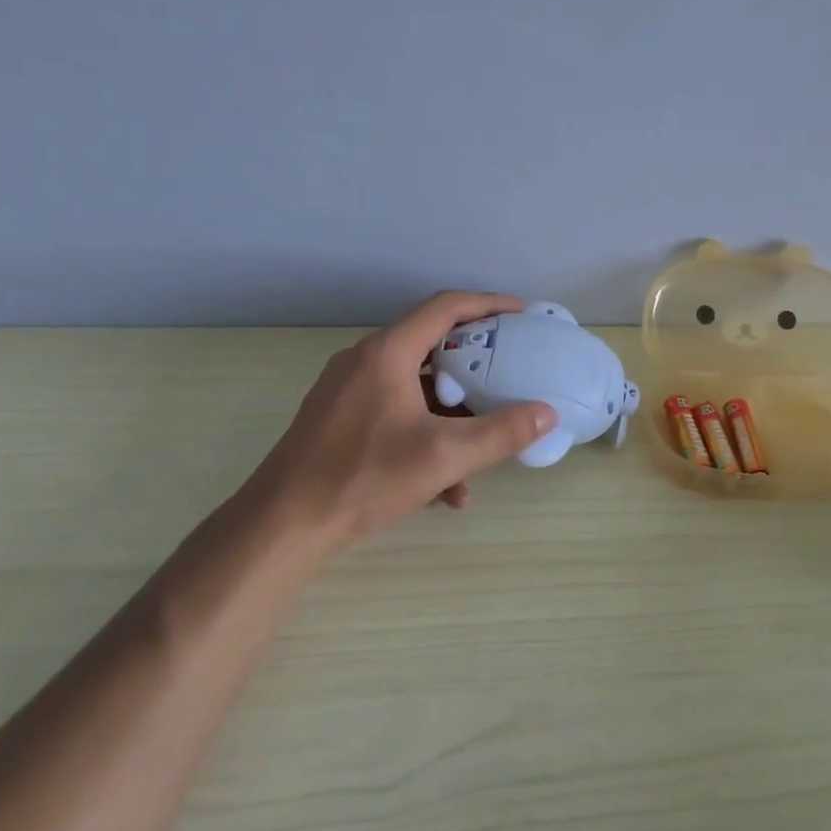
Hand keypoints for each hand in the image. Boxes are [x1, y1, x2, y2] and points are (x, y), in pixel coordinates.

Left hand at [243, 292, 556, 554]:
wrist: (283, 526)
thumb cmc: (364, 477)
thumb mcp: (444, 456)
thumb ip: (501, 433)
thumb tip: (547, 413)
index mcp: (387, 353)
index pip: (445, 307)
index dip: (488, 304)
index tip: (521, 314)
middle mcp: (365, 362)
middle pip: (431, 344)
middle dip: (474, 361)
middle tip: (509, 371)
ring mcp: (347, 392)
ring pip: (415, 387)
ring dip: (452, 411)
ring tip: (483, 442)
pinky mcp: (339, 421)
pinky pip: (395, 414)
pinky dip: (424, 436)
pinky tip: (445, 489)